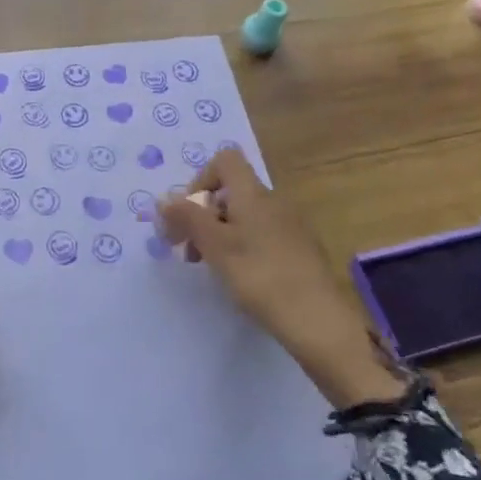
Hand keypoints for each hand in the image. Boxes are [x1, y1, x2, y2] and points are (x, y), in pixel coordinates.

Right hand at [157, 152, 406, 407]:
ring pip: (244, 216)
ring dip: (219, 234)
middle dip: (203, 215)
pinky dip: (242, 247)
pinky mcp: (299, 249)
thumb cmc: (260, 276)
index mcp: (253, 194)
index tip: (189, 214)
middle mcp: (273, 201)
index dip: (200, 180)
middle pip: (230, 192)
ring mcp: (290, 225)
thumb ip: (187, 218)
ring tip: (210, 268)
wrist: (317, 319)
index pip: (225, 160)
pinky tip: (241, 278)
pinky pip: (261, 234)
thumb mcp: (215, 246)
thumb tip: (163, 199)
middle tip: (188, 252)